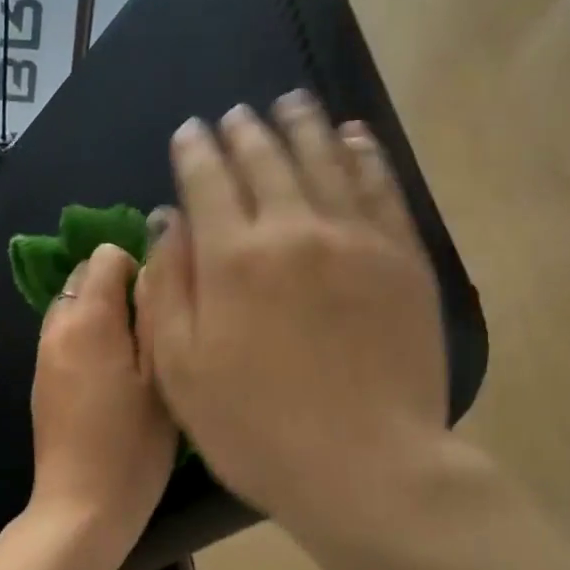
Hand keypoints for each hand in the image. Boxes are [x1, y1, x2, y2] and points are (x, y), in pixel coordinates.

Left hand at [29, 243, 177, 560]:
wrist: (82, 506)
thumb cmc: (133, 445)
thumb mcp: (161, 376)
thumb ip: (155, 314)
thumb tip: (153, 267)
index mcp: (88, 319)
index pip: (105, 257)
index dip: (138, 267)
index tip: (162, 303)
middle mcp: (57, 328)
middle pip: (83, 278)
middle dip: (116, 288)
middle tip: (152, 329)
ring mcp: (43, 356)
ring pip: (71, 308)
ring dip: (101, 315)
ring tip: (135, 354)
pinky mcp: (41, 382)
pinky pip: (64, 338)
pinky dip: (87, 340)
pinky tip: (111, 378)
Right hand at [135, 92, 454, 542]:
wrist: (365, 466)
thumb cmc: (255, 430)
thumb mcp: (181, 371)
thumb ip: (169, 288)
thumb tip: (167, 220)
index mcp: (232, 258)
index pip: (207, 181)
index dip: (195, 151)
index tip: (189, 132)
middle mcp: (294, 229)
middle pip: (267, 160)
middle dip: (245, 131)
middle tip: (236, 115)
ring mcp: (356, 239)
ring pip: (325, 160)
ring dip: (303, 126)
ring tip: (290, 103)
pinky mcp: (402, 258)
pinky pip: (381, 186)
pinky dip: (363, 154)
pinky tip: (353, 137)